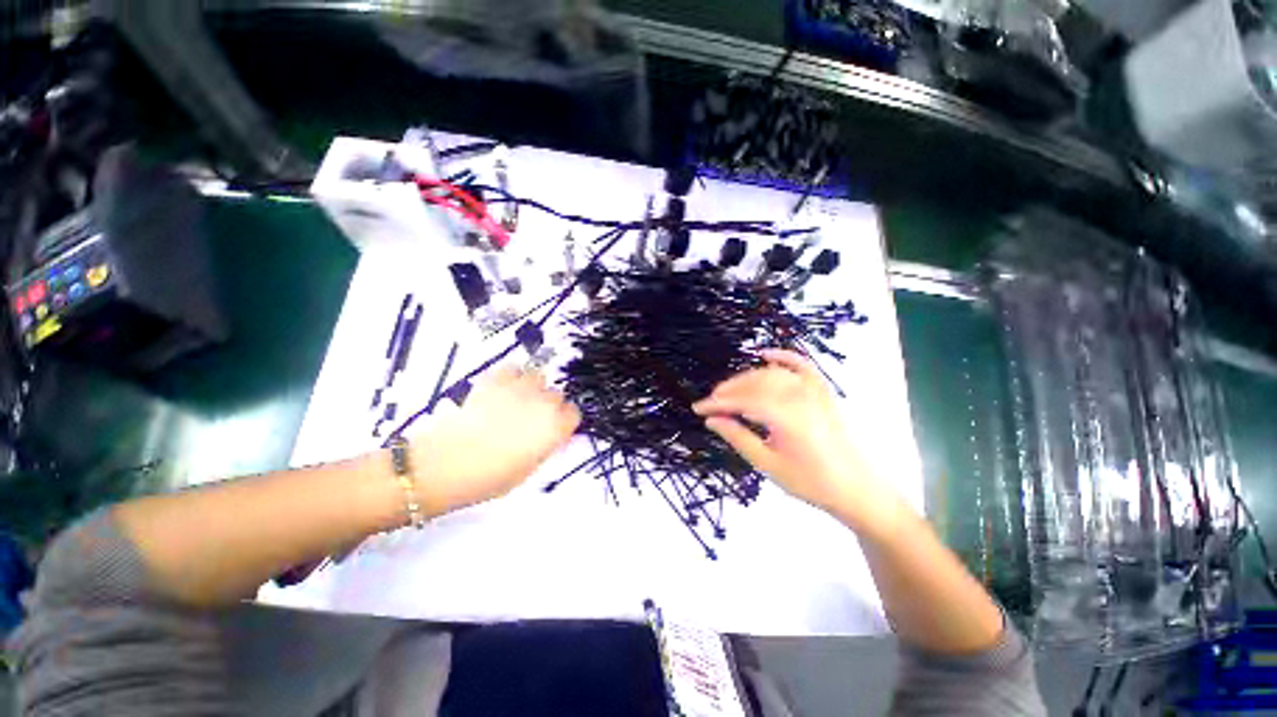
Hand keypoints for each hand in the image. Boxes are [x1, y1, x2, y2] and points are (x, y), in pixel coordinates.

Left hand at [410, 366, 580, 515]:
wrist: (445, 464)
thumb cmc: (489, 477)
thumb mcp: (528, 469)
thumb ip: (545, 446)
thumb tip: (550, 435)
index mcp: (555, 428)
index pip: (573, 413)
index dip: (562, 421)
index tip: (552, 428)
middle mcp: (544, 403)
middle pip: (557, 394)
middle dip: (547, 404)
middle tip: (530, 418)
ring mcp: (520, 388)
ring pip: (538, 376)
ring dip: (532, 387)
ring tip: (517, 400)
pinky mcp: (496, 379)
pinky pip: (514, 367)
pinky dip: (512, 375)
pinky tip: (502, 389)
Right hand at [692, 349, 900, 529]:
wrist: (855, 488)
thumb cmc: (810, 482)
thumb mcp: (767, 464)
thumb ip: (737, 437)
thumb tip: (712, 420)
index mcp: (785, 417)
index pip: (741, 402)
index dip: (717, 404)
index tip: (698, 409)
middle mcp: (799, 396)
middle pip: (754, 384)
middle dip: (728, 390)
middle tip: (711, 402)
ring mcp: (813, 390)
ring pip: (771, 374)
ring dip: (746, 378)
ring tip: (729, 390)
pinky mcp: (823, 390)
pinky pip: (800, 365)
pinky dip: (782, 356)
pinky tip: (765, 354)